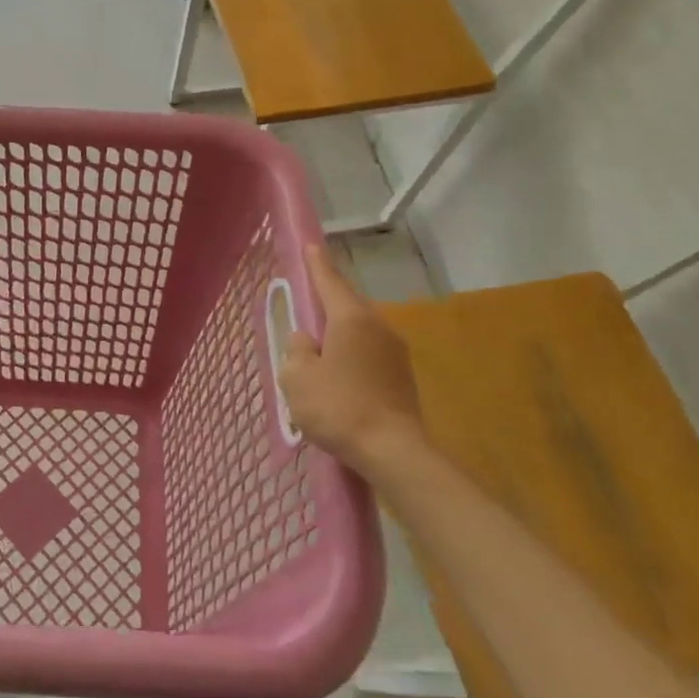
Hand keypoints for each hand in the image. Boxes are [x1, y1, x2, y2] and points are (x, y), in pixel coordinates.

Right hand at [277, 244, 427, 471]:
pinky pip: (369, 352)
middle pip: (347, 304)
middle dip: (327, 300)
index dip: (317, 264)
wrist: (394, 452)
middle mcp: (378, 327)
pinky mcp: (402, 377)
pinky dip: (351, 353)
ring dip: (339, 331)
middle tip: (307, 298)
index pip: (330, 282)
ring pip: (359, 330)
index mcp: (350, 319)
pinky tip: (338, 372)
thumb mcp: (298, 377)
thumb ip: (296, 350)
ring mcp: (395, 352)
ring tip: (318, 344)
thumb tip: (306, 340)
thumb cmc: (339, 408)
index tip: (311, 245)